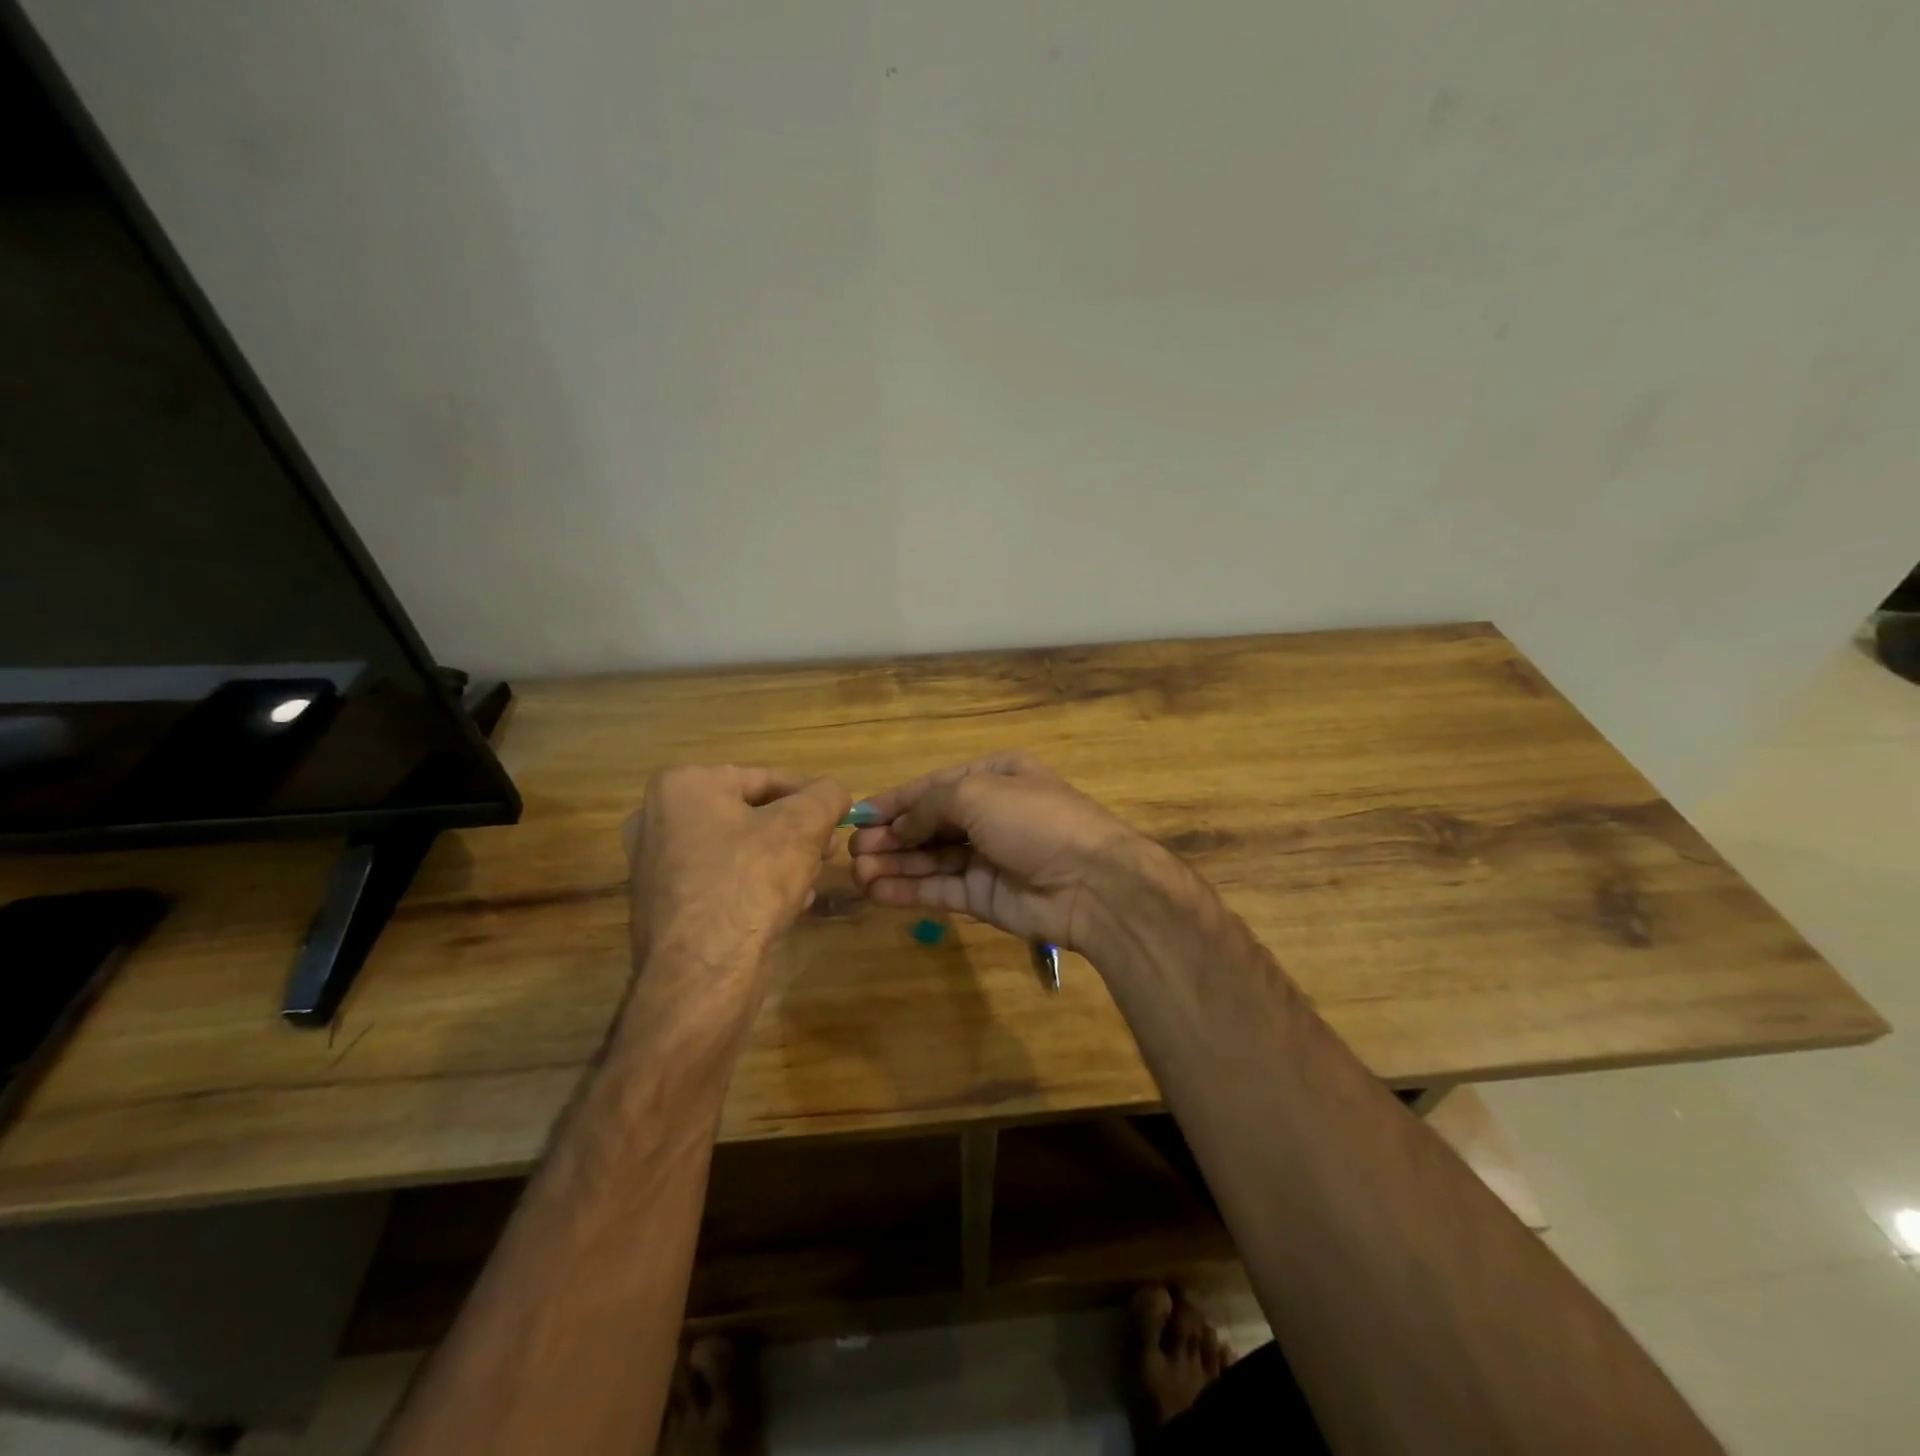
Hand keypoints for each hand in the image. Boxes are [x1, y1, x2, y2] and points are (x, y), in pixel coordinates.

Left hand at [624, 766, 849, 1018]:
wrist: (703, 973)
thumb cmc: (750, 882)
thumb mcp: (803, 826)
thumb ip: (826, 795)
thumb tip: (833, 792)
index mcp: (683, 786)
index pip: (765, 778)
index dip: (810, 796)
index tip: (840, 816)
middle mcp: (657, 819)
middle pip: (749, 814)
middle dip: (795, 832)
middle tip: (828, 850)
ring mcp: (655, 866)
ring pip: (737, 850)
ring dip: (779, 860)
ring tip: (812, 880)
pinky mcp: (663, 906)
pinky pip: (721, 882)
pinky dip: (754, 887)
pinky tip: (787, 906)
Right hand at [847, 752, 1165, 955]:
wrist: (1092, 882)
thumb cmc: (1034, 820)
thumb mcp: (978, 793)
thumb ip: (929, 806)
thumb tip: (898, 826)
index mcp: (994, 776)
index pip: (933, 787)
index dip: (894, 801)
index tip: (857, 815)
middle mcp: (989, 814)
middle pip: (928, 824)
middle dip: (890, 836)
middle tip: (852, 850)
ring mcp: (987, 858)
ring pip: (930, 859)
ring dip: (893, 864)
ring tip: (856, 872)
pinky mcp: (984, 897)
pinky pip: (939, 889)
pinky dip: (908, 890)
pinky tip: (876, 891)